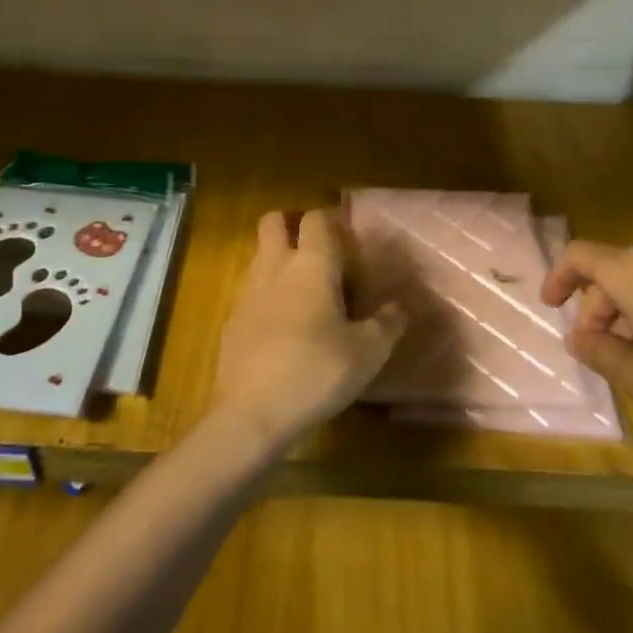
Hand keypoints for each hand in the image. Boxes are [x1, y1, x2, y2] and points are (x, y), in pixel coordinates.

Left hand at [210, 209, 407, 454]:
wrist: (252, 413)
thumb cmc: (316, 371)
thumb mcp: (368, 353)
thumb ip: (387, 324)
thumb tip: (400, 307)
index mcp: (311, 264)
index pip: (316, 219)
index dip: (330, 220)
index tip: (346, 236)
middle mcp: (275, 267)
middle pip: (272, 222)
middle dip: (290, 224)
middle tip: (315, 249)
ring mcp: (247, 293)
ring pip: (259, 255)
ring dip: (277, 259)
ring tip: (303, 290)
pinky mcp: (232, 321)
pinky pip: (250, 292)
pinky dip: (265, 296)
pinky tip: (282, 328)